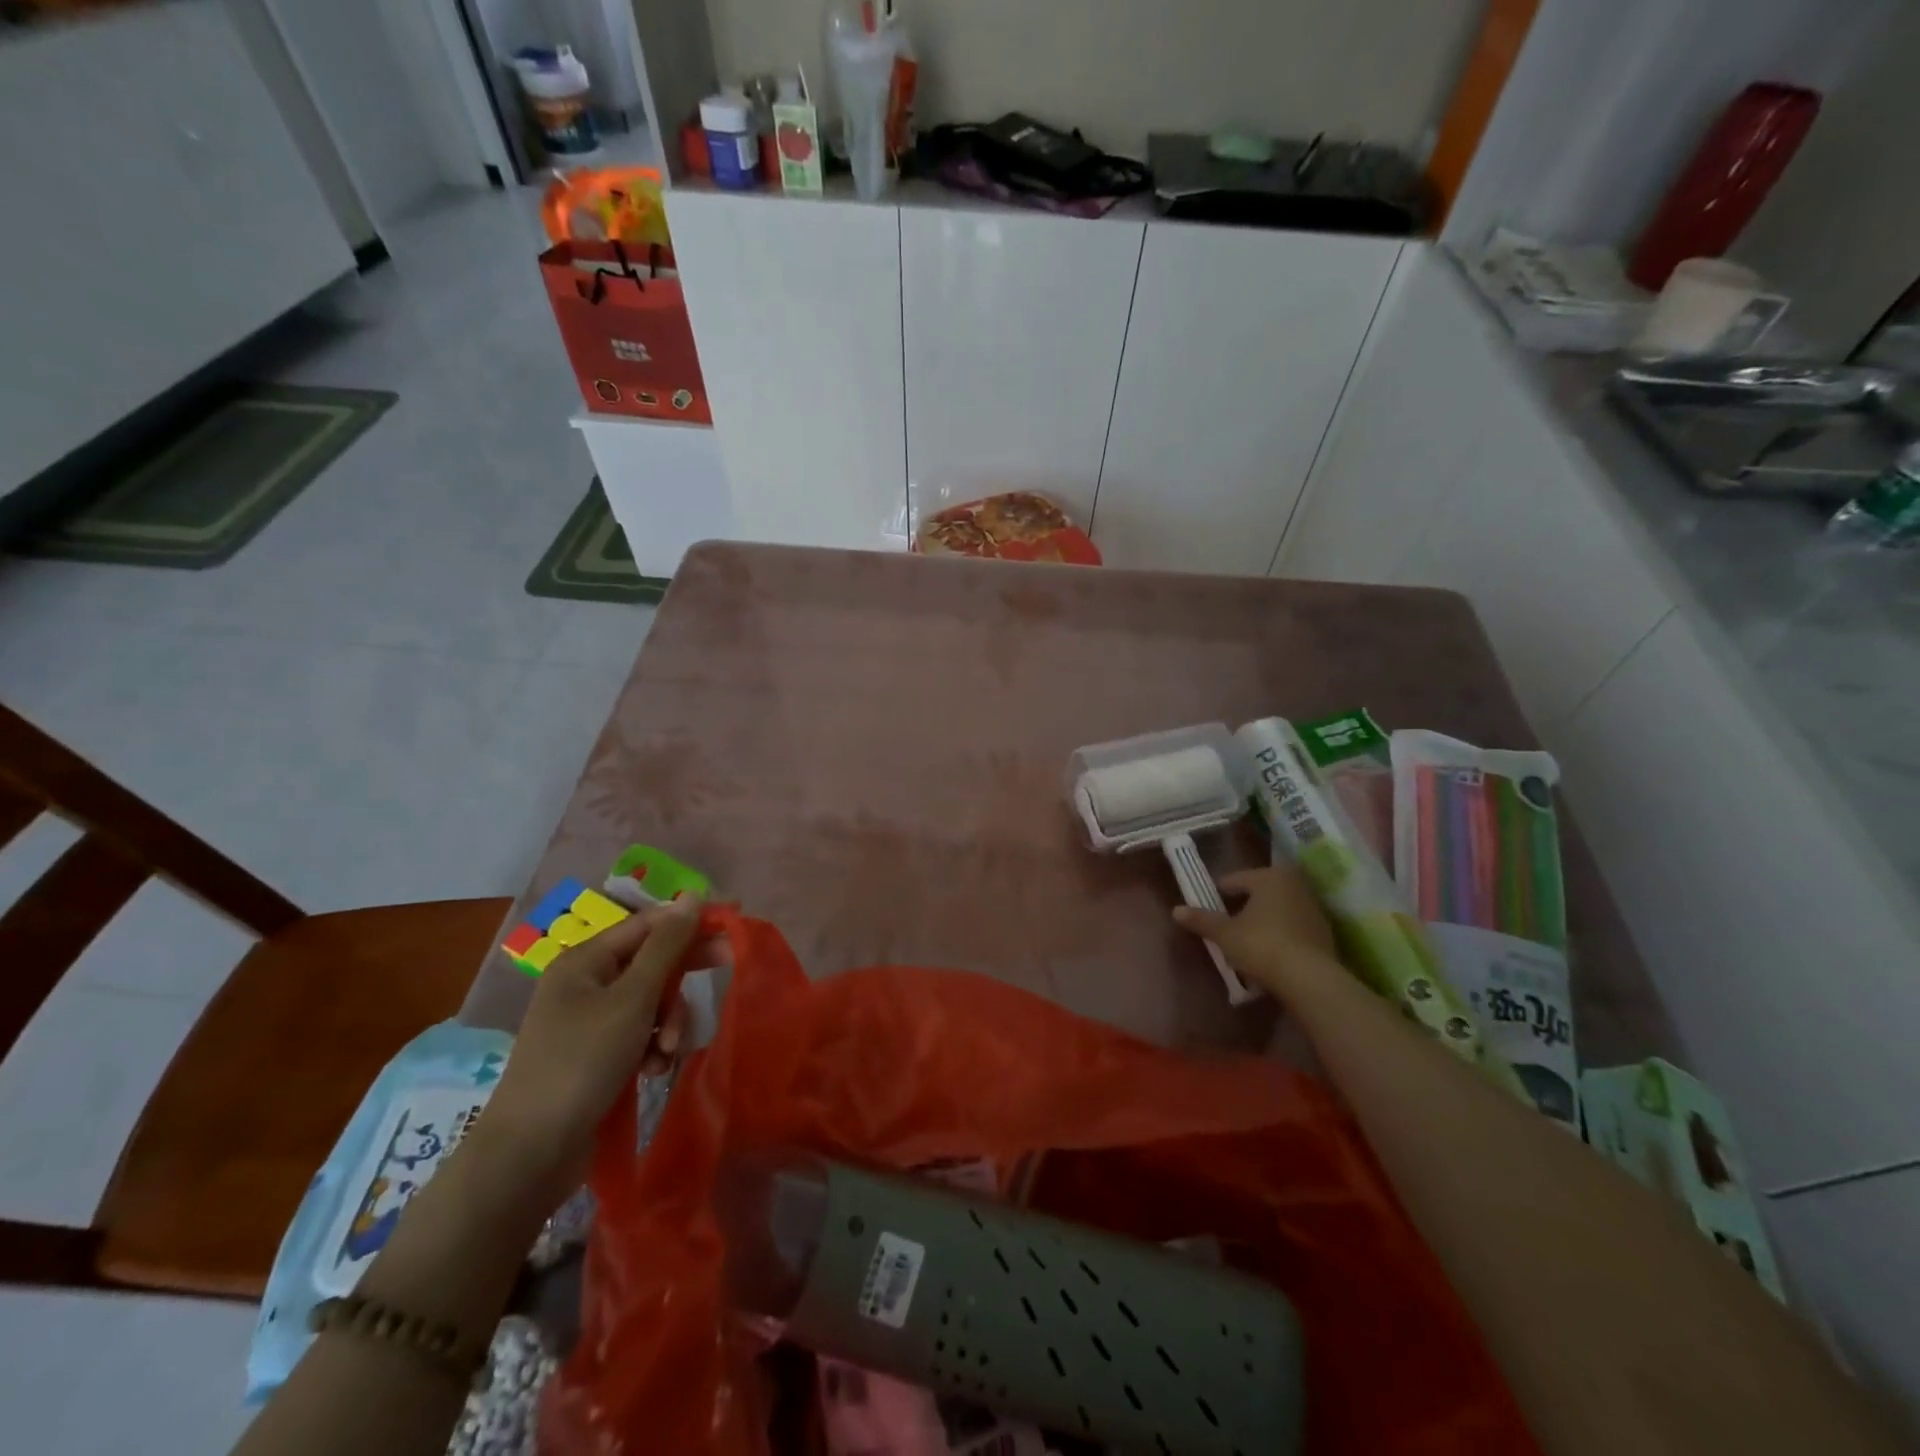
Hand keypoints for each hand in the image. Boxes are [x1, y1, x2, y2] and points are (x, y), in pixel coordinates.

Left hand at [479, 897, 726, 1205]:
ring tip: (668, 1052)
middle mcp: (586, 983)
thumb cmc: (582, 1062)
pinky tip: (652, 1070)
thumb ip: (667, 947)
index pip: (650, 924)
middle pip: (652, 962)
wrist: (531, 1153)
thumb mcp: (633, 1000)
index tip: (735, 918)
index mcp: (586, 960)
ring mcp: (590, 1020)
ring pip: (652, 1001)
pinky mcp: (597, 1054)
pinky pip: (641, 1033)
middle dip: (683, 976)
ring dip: (669, 1022)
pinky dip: (654, 1047)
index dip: (692, 919)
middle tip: (728, 965)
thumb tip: (692, 897)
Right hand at [1172, 865, 1337, 998]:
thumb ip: (1201, 920)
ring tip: (1247, 940)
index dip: (1218, 894)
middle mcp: (1295, 885)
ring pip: (1278, 909)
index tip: (1207, 907)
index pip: (1235, 880)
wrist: (1309, 979)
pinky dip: (1281, 934)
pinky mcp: (1325, 932)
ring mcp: (1314, 908)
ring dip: (1263, 920)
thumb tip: (1176, 910)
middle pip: (1259, 892)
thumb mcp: (1224, 934)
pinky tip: (1271, 952)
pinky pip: (1293, 927)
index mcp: (1270, 877)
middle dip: (1243, 906)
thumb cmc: (1261, 945)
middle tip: (1227, 924)